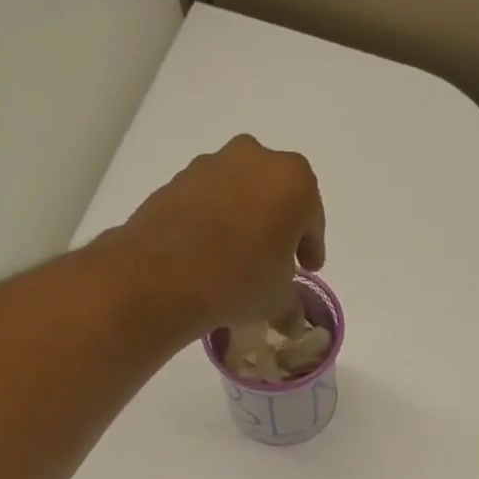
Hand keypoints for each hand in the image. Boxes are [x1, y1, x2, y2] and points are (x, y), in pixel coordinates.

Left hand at [114, 135, 325, 337]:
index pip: (313, 218)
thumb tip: (293, 321)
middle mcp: (256, 158)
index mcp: (294, 181)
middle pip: (277, 195)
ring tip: (239, 259)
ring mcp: (214, 163)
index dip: (312, 248)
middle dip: (279, 226)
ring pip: (241, 193)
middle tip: (275, 260)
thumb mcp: (278, 300)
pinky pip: (210, 200)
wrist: (165, 274)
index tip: (308, 269)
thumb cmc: (241, 279)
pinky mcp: (179, 177)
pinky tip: (211, 253)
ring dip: (246, 220)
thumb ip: (292, 305)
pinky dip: (216, 221)